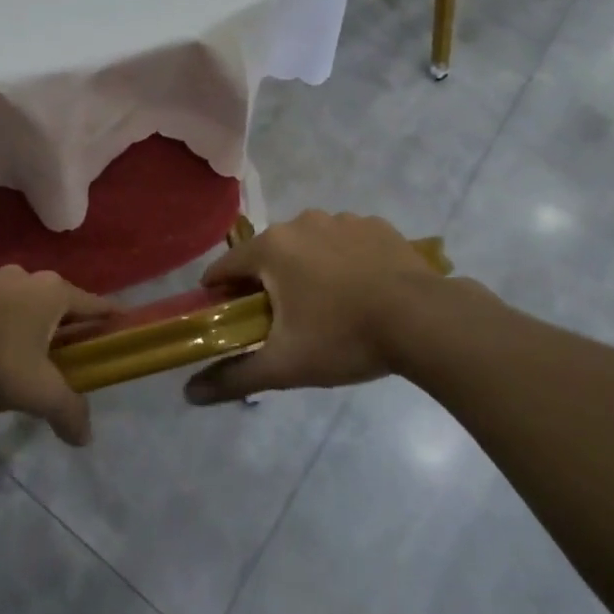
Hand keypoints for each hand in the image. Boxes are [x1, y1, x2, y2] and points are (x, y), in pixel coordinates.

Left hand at [0, 267, 115, 446]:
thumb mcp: (37, 388)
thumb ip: (66, 410)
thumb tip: (86, 437)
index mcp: (54, 293)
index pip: (94, 303)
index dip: (110, 315)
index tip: (122, 322)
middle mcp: (28, 277)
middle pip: (57, 300)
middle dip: (65, 322)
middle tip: (69, 347)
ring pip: (22, 300)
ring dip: (27, 320)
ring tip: (24, 349)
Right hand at [184, 211, 446, 404]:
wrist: (424, 320)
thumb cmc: (344, 337)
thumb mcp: (285, 365)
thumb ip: (235, 377)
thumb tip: (189, 394)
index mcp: (271, 247)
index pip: (226, 267)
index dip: (219, 294)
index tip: (225, 317)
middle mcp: (301, 222)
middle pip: (268, 254)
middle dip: (268, 283)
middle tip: (282, 321)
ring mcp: (341, 220)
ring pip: (309, 245)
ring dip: (307, 269)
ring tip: (328, 307)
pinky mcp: (376, 226)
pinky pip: (346, 242)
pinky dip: (344, 260)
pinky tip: (362, 290)